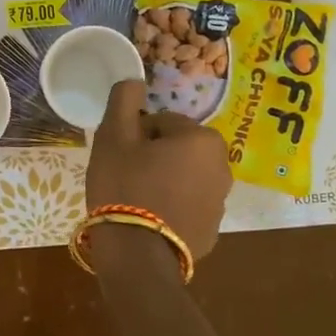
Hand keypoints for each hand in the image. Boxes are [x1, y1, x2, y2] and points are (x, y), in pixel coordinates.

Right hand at [85, 80, 230, 264]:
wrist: (137, 255)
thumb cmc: (125, 186)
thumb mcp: (114, 136)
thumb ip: (124, 100)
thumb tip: (135, 79)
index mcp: (202, 139)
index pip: (163, 122)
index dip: (137, 135)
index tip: (122, 154)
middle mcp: (222, 166)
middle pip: (178, 148)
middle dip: (155, 156)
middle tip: (127, 174)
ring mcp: (220, 202)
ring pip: (185, 177)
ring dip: (165, 180)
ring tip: (136, 199)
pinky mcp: (212, 231)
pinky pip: (189, 206)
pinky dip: (173, 207)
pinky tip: (149, 219)